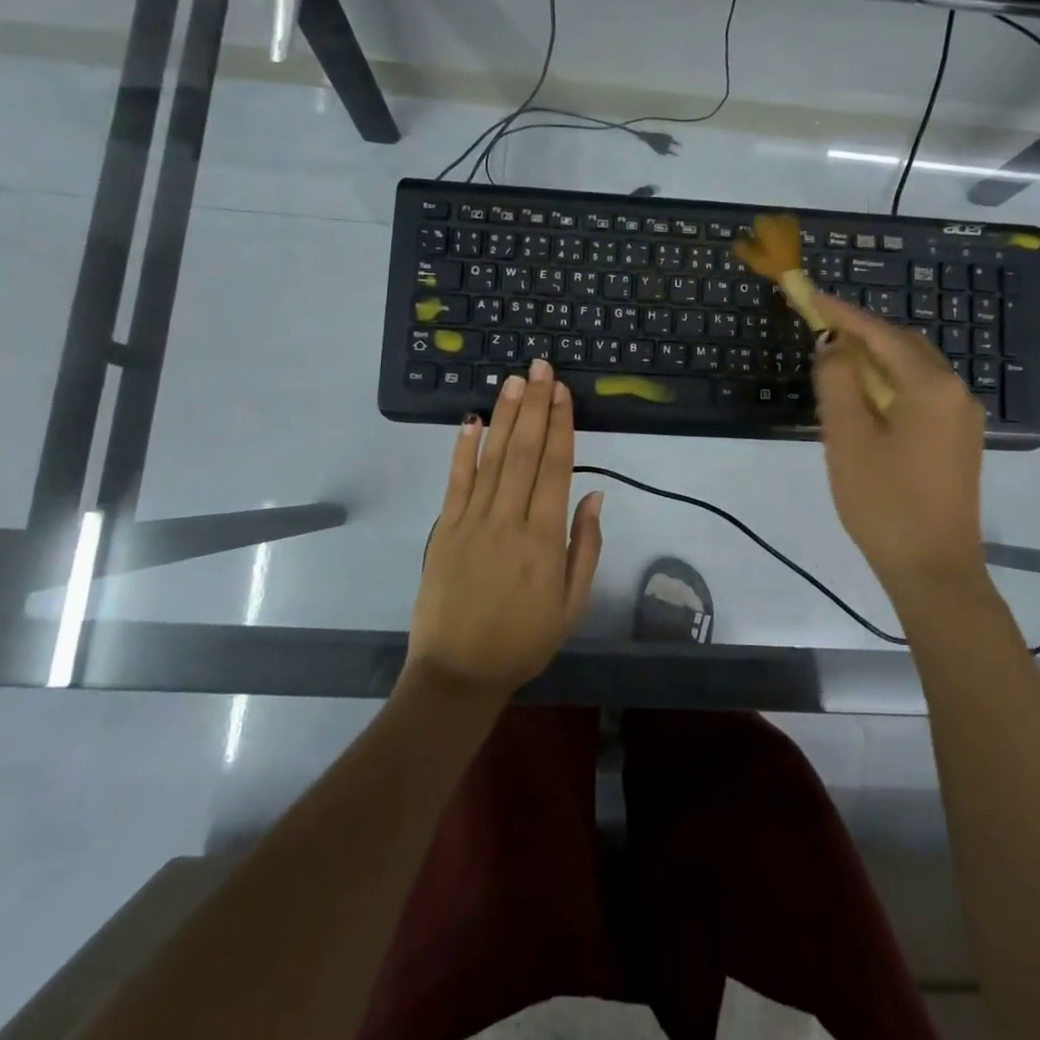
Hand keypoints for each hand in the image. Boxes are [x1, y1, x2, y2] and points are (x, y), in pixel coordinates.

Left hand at [408, 359, 602, 701]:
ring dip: (505, 416)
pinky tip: (471, 420)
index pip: (556, 468)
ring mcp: (472, 522)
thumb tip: (595, 494)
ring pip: (493, 458)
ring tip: (515, 380)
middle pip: (525, 452)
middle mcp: (509, 520)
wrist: (458, 673)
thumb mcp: (572, 604)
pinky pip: (456, 481)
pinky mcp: (444, 529)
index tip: (563, 392)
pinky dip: (463, 449)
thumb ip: (585, 546)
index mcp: (544, 539)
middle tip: (541, 367)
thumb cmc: (523, 640)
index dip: (562, 425)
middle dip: (536, 406)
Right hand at [810, 295, 987, 613]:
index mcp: (931, 386)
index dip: (843, 314)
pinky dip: (890, 384)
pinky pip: (921, 395)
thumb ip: (837, 380)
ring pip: (913, 370)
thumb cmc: (884, 501)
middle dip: (861, 333)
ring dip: (875, 360)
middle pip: (903, 346)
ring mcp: (962, 418)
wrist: (934, 569)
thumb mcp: (848, 436)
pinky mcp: (958, 441)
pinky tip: (865, 399)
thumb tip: (833, 344)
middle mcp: (955, 392)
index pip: (881, 334)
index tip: (810, 295)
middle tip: (820, 329)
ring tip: (836, 362)